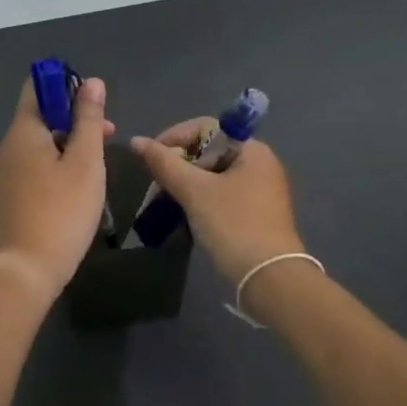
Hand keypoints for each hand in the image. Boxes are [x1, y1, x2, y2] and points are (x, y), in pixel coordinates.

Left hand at [0, 77, 115, 301]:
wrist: (27, 269)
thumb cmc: (61, 210)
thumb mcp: (85, 161)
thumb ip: (89, 119)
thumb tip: (92, 82)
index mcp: (23, 131)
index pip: (37, 87)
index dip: (65, 84)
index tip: (94, 102)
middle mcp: (9, 145)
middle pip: (41, 114)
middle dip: (74, 116)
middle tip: (107, 133)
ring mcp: (7, 171)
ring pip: (40, 141)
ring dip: (69, 141)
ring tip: (98, 159)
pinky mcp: (11, 193)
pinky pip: (35, 163)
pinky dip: (57, 161)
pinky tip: (78, 182)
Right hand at [131, 120, 305, 284]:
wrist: (270, 278)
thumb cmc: (233, 224)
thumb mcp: (194, 191)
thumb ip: (164, 163)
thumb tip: (136, 142)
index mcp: (252, 150)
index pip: (206, 127)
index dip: (174, 137)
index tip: (152, 158)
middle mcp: (260, 164)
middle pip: (209, 150)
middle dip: (179, 163)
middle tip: (157, 182)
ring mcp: (260, 190)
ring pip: (214, 174)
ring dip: (187, 183)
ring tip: (166, 198)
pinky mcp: (256, 213)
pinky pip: (222, 194)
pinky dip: (201, 198)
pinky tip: (186, 213)